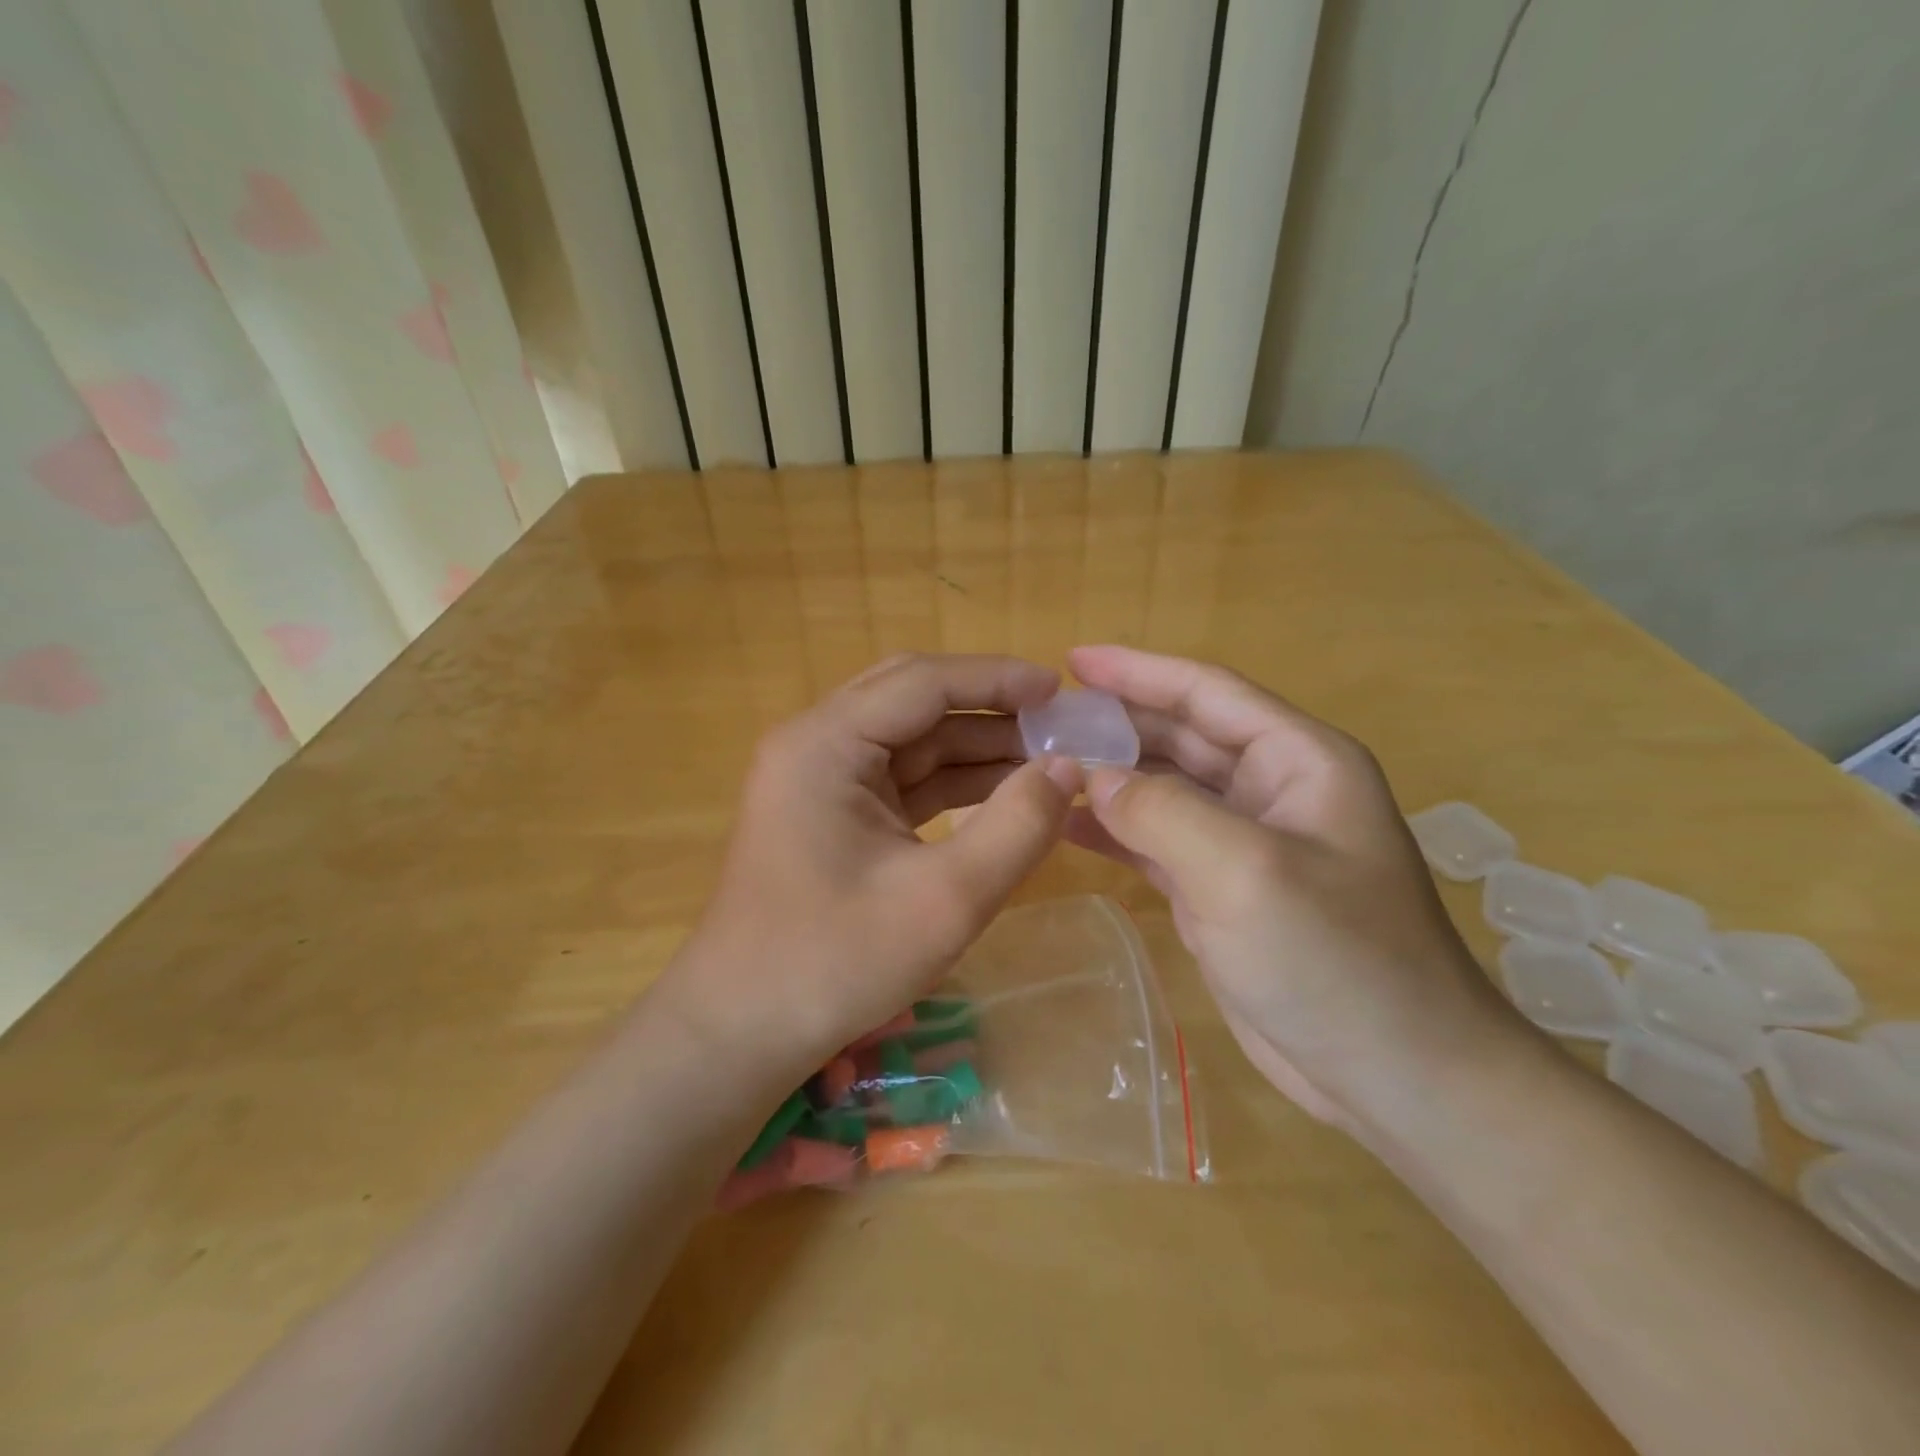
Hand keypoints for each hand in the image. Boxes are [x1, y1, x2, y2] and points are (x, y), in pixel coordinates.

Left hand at [658, 653, 1081, 1089]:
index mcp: (826, 743)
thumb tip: (1068, 768)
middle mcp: (817, 744)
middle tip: (1058, 724)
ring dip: (976, 747)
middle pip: (914, 700)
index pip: (923, 682)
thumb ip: (1017, 826)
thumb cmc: (836, 962)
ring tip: (1047, 760)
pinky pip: (901, 778)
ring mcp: (821, 778)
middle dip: (990, 709)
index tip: (1060, 691)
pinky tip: (1004, 794)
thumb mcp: (945, 899)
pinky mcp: (832, 812)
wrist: (744, 1031)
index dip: (997, 679)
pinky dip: (952, 783)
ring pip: (911, 739)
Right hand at [1062, 645, 1527, 1132]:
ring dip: (1109, 776)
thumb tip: (1093, 776)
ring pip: (1163, 789)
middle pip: (1180, 736)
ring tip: (1042, 767)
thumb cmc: (1335, 958)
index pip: (1207, 692)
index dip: (1138, 670)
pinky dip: (1114, 831)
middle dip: (1115, 723)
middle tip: (1043, 720)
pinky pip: (1156, 841)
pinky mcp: (1219, 891)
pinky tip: (1066, 825)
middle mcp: (1270, 790)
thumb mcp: (1244, 870)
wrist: (1396, 1077)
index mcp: (1296, 760)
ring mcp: (1244, 843)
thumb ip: (1160, 811)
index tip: (1071, 659)